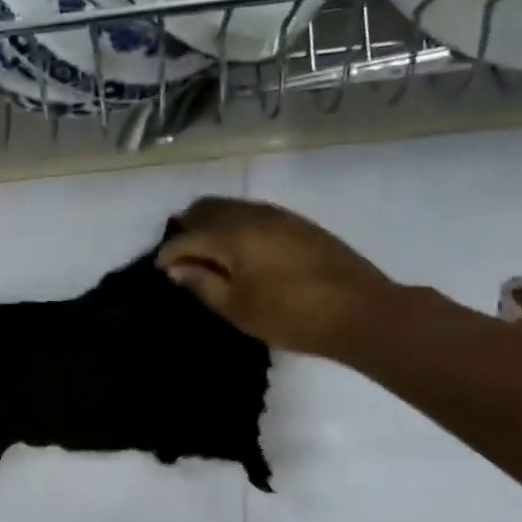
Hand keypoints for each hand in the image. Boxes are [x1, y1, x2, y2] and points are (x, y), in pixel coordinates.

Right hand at [157, 197, 394, 357]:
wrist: (361, 311)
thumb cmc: (290, 315)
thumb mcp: (236, 307)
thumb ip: (201, 283)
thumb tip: (178, 268)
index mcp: (231, 234)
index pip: (186, 237)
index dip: (168, 254)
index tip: (160, 271)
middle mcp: (252, 214)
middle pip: (207, 208)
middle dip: (188, 228)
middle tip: (181, 256)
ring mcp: (279, 215)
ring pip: (232, 206)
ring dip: (212, 222)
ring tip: (207, 251)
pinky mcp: (299, 223)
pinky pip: (254, 212)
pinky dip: (236, 223)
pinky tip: (240, 247)